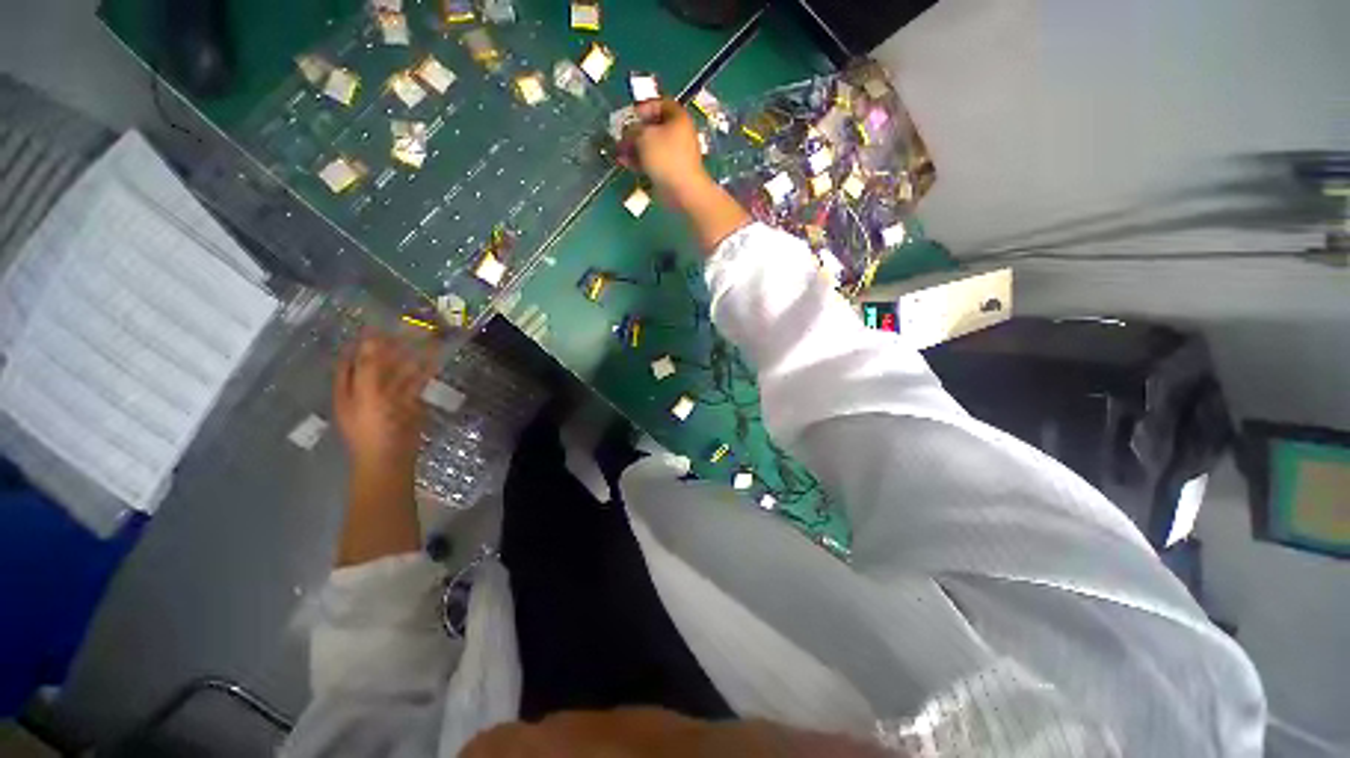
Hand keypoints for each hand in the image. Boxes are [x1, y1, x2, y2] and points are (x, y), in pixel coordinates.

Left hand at [333, 330, 438, 470]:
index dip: (361, 343)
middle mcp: (366, 391)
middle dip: (389, 348)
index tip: (377, 326)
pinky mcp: (409, 406)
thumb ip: (368, 367)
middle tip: (406, 330)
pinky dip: (424, 372)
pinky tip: (434, 361)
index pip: (351, 359)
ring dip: (409, 358)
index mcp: (348, 389)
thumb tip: (371, 338)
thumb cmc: (374, 430)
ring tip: (424, 339)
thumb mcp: (367, 396)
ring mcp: (389, 399)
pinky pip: (415, 385)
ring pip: (398, 373)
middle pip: (376, 364)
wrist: (393, 459)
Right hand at [625, 99, 714, 206]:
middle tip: (621, 136)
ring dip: (634, 148)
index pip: (660, 104)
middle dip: (635, 131)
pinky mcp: (669, 171)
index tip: (630, 115)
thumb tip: (628, 131)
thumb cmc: (665, 157)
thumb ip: (633, 129)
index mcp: (678, 118)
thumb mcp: (644, 136)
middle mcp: (678, 134)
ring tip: (619, 152)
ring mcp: (674, 154)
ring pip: (651, 146)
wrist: (683, 190)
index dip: (644, 107)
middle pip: (654, 127)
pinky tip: (625, 163)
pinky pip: (653, 162)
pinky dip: (639, 161)